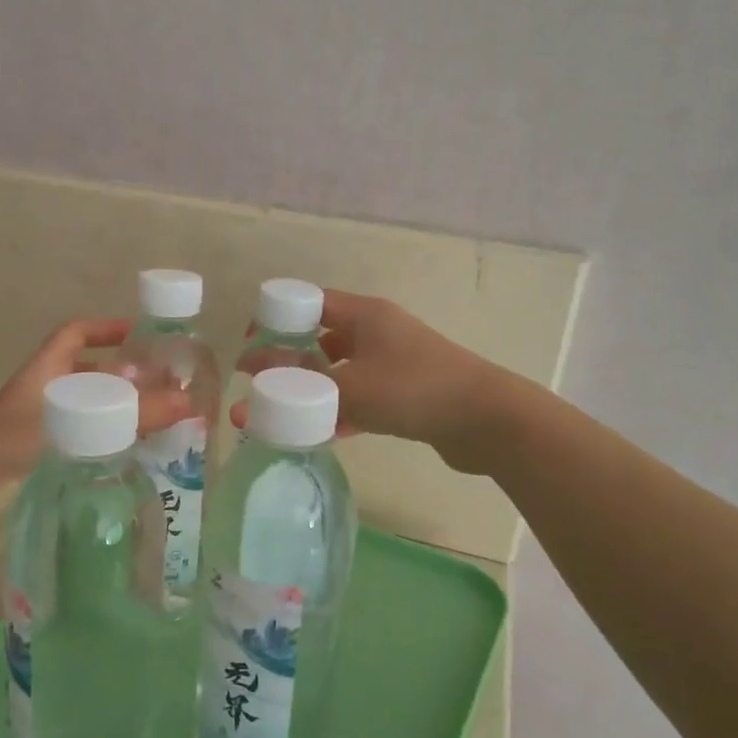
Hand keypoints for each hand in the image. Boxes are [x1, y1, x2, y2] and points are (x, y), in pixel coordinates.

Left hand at [0, 319, 191, 572]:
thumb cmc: (0, 459)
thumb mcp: (64, 429)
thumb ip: (124, 415)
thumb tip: (187, 401)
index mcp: (41, 378)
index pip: (75, 336)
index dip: (107, 328)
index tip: (147, 335)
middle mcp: (47, 404)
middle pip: (95, 378)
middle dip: (133, 379)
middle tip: (179, 389)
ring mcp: (51, 441)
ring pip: (99, 419)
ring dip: (131, 419)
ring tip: (177, 428)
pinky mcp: (55, 475)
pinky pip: (96, 455)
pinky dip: (121, 455)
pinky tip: (152, 467)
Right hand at [235, 291, 511, 475]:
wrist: (486, 421)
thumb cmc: (413, 389)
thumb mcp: (349, 385)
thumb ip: (298, 381)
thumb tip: (252, 370)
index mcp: (365, 314)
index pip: (309, 302)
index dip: (277, 318)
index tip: (251, 345)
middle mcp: (377, 332)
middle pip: (321, 339)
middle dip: (289, 361)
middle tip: (260, 386)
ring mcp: (393, 364)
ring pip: (340, 372)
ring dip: (313, 391)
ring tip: (282, 414)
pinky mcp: (405, 394)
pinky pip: (361, 398)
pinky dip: (340, 412)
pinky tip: (319, 434)